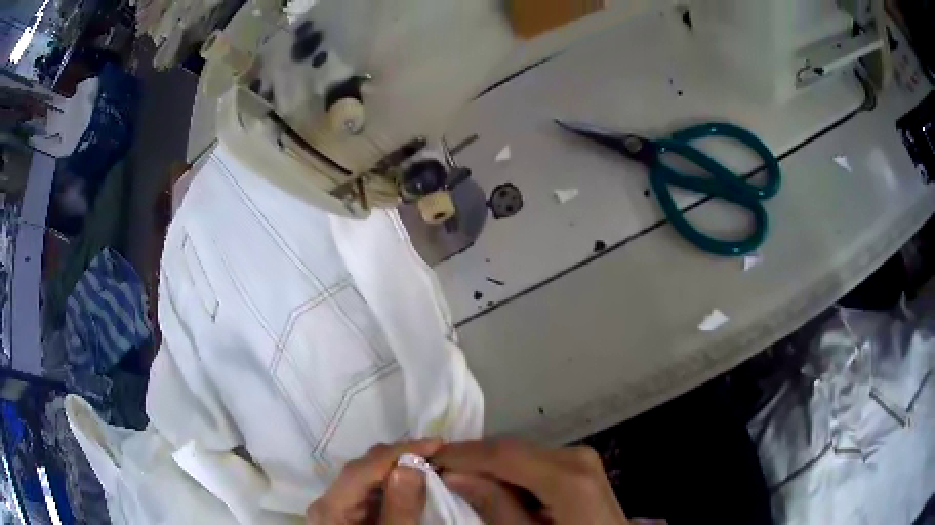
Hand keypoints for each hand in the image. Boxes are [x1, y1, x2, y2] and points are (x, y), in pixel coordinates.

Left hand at [307, 439, 441, 524]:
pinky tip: (411, 481)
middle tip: (437, 452)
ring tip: (429, 461)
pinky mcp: (347, 514)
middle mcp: (328, 502)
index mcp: (330, 508)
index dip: (399, 451)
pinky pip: (369, 491)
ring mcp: (336, 507)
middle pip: (361, 469)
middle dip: (399, 456)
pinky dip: (392, 483)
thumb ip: (400, 508)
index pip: (363, 468)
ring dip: (397, 468)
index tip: (437, 443)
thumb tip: (410, 465)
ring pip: (366, 477)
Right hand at [434, 439, 629, 523]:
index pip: (504, 454)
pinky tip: (493, 485)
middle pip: (512, 449)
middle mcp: (576, 456)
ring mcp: (582, 457)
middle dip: (472, 458)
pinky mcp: (581, 464)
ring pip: (521, 452)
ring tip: (459, 478)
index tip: (427, 458)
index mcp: (568, 477)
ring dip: (489, 464)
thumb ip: (495, 507)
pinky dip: (510, 470)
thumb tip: (454, 474)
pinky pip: (535, 460)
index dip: (462, 454)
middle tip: (437, 470)